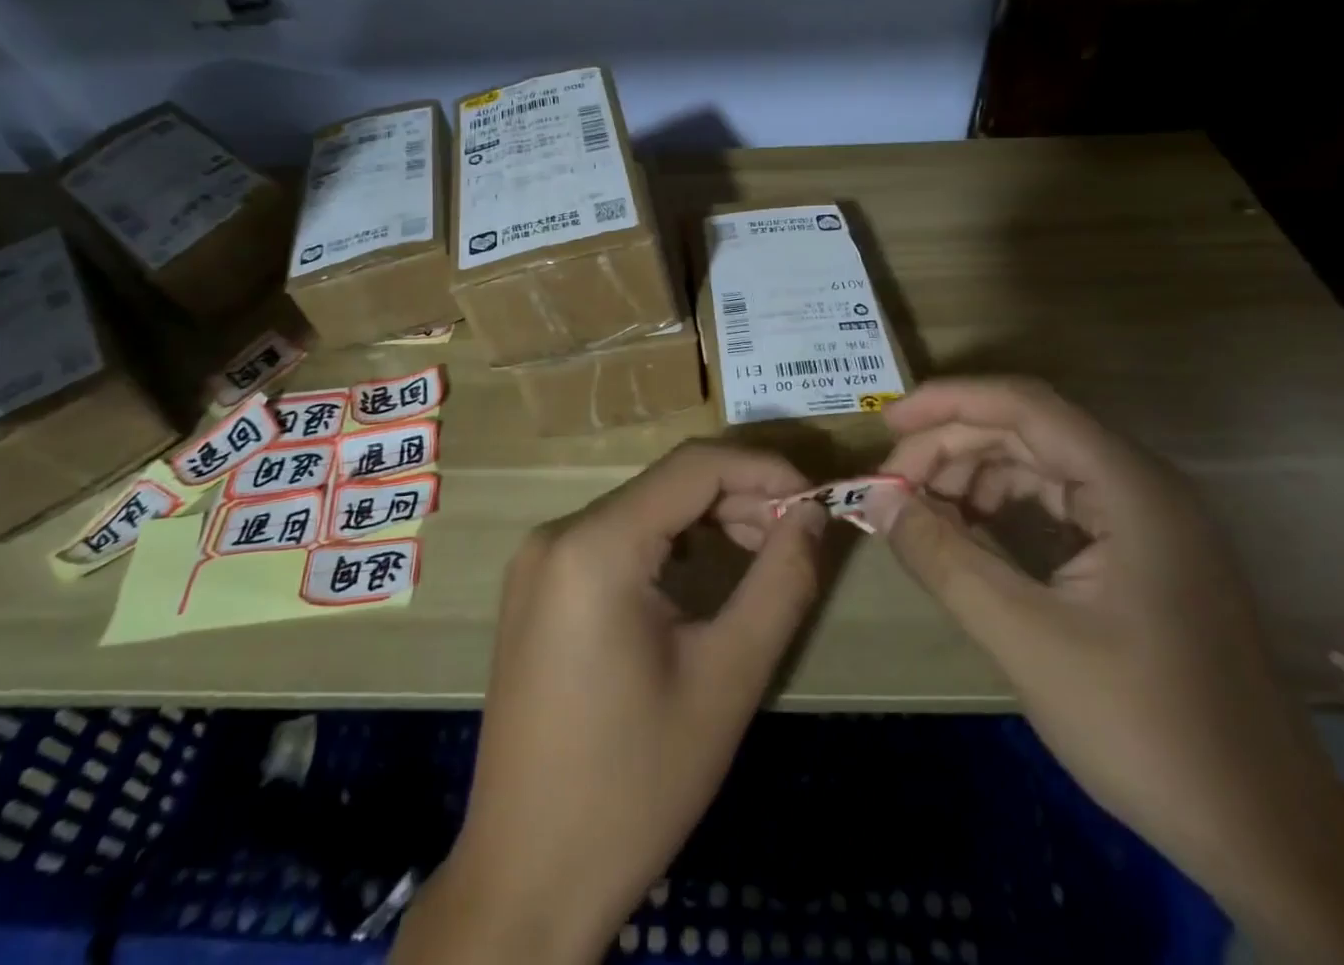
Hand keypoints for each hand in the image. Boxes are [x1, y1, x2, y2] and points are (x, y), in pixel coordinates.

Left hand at [392, 442, 825, 964]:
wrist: (528, 877)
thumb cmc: (635, 785)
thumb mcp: (727, 680)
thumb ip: (780, 583)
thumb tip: (812, 514)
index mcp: (595, 545)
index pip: (693, 466)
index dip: (762, 468)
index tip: (815, 496)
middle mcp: (557, 534)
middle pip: (666, 485)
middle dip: (738, 499)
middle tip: (795, 537)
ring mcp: (539, 560)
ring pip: (642, 510)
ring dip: (706, 521)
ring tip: (760, 556)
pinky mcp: (537, 587)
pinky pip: (614, 539)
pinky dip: (667, 543)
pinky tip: (701, 575)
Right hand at [866, 378, 1343, 964]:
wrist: (1270, 838)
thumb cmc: (1148, 730)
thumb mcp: (1027, 640)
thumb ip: (944, 559)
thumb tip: (875, 498)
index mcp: (1129, 487)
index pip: (1024, 405)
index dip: (948, 403)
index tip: (886, 425)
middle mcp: (1140, 485)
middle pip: (1027, 429)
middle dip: (951, 446)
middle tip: (892, 485)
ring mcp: (1145, 519)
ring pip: (1039, 463)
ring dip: (973, 475)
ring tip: (921, 511)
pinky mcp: (1140, 553)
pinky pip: (1057, 502)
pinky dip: (1003, 507)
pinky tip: (969, 535)